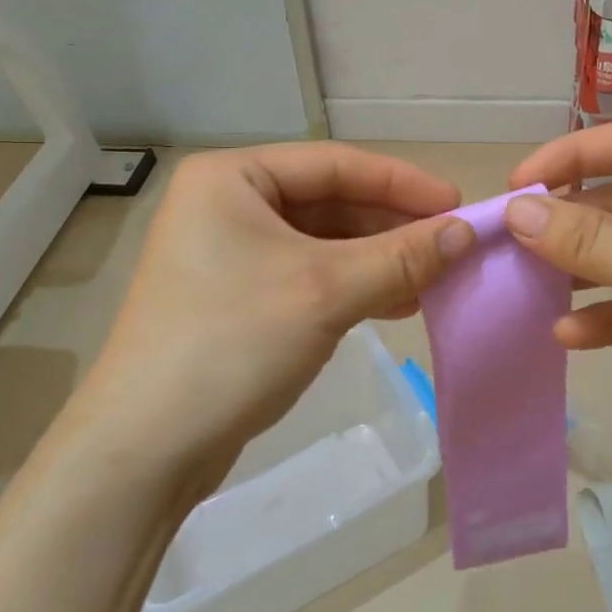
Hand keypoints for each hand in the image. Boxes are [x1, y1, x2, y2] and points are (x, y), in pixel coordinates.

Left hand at [75, 144, 473, 483]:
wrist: (145, 448)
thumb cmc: (233, 343)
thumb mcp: (326, 291)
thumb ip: (400, 257)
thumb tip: (466, 232)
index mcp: (232, 177)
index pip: (334, 164)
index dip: (402, 183)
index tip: (458, 205)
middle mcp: (226, 204)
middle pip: (328, 201)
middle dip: (391, 226)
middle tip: (450, 247)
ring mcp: (228, 253)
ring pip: (322, 242)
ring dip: (378, 259)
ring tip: (432, 279)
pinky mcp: (236, 298)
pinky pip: (307, 275)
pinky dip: (352, 286)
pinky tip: (395, 304)